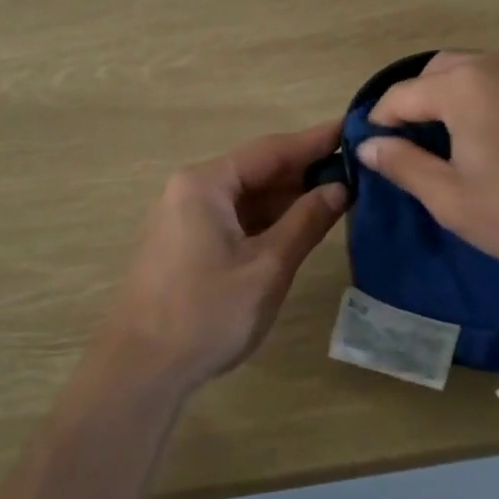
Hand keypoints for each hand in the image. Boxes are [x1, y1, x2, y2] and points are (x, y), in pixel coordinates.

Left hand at [92, 121, 348, 394]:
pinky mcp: (185, 243)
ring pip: (246, 196)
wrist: (141, 369)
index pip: (271, 150)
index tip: (353, 129)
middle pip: (256, 170)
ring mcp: (184, 217)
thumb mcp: (267, 266)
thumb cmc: (207, 313)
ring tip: (338, 194)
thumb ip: (306, 222)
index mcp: (205, 184)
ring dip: (287, 197)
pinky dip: (267, 219)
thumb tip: (340, 188)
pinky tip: (300, 224)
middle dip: (304, 171)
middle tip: (356, 168)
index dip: (315, 141)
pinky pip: (233, 218)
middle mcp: (190, 190)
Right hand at [359, 51, 498, 273]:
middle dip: (418, 97)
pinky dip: (496, 94)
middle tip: (413, 136)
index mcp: (464, 87)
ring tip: (458, 132)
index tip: (372, 142)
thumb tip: (368, 145)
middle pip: (441, 69)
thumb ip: (403, 164)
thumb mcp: (451, 198)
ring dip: (458, 92)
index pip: (403, 94)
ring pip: (481, 68)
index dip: (380, 118)